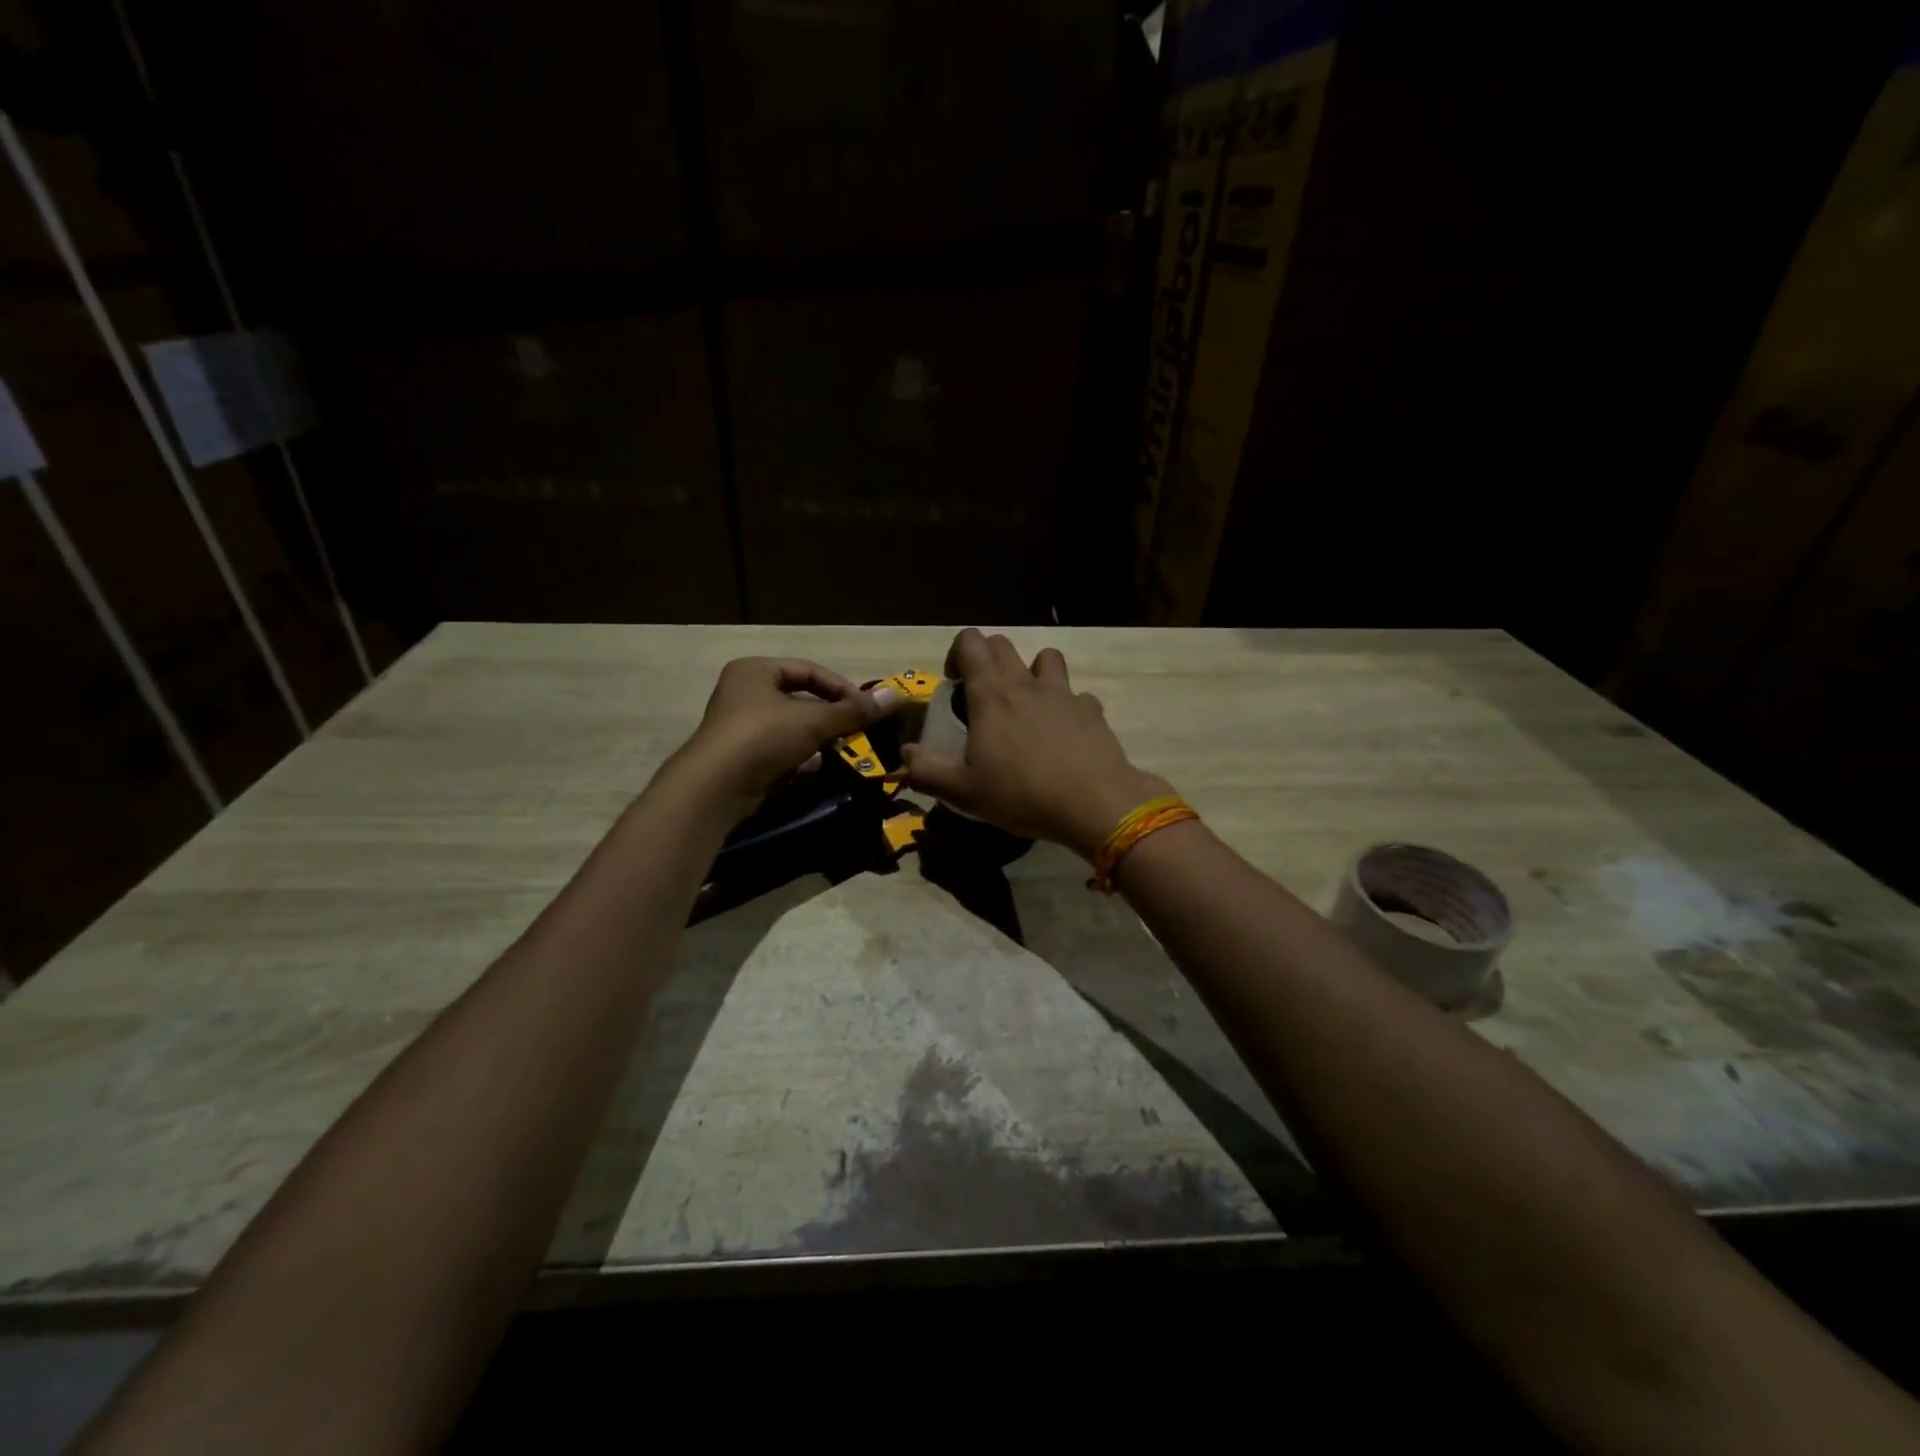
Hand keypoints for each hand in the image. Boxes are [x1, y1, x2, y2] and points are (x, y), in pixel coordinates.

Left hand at [672, 658, 897, 812]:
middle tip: (856, 731)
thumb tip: (896, 696)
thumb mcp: (814, 721)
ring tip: (840, 751)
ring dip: (816, 740)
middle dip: (830, 717)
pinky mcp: (741, 758)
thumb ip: (854, 711)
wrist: (716, 787)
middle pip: (800, 700)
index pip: (809, 670)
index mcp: (756, 671)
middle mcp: (744, 693)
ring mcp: (740, 727)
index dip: (840, 687)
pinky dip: (799, 759)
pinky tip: (814, 770)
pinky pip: (779, 752)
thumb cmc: (764, 737)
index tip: (866, 708)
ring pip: (791, 728)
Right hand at [902, 630, 1169, 859]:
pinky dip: (1067, 707)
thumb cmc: (1022, 794)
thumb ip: (927, 771)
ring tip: (1026, 707)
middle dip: (987, 660)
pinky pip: (1076, 696)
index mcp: (991, 693)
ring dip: (1032, 672)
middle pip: (1003, 644)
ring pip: (1046, 658)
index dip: (957, 655)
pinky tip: (1063, 735)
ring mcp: (1063, 693)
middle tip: (982, 699)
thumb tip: (905, 754)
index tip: (955, 686)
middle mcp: (1026, 682)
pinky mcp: (1092, 711)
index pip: (970, 641)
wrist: (1095, 803)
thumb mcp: (964, 792)